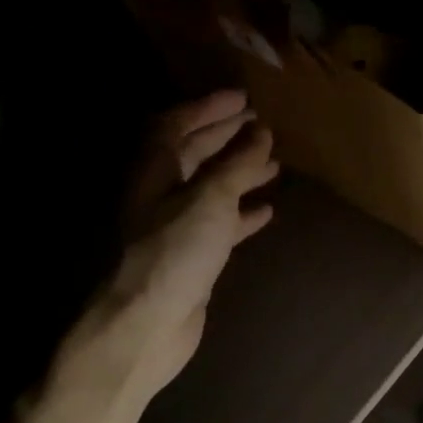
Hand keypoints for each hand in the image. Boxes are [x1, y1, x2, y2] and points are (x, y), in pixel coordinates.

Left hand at [53, 90, 277, 404]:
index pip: (178, 126)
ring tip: (273, 163)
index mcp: (156, 171)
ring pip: (212, 189)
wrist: (150, 323)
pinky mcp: (193, 256)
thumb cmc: (175, 253)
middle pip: (195, 155)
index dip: (209, 109)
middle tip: (262, 124)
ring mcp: (177, 226)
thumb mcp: (209, 200)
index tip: (245, 99)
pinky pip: (221, 224)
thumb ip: (237, 166)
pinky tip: (266, 210)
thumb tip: (261, 133)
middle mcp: (162, 193)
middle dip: (226, 138)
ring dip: (240, 173)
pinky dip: (242, 214)